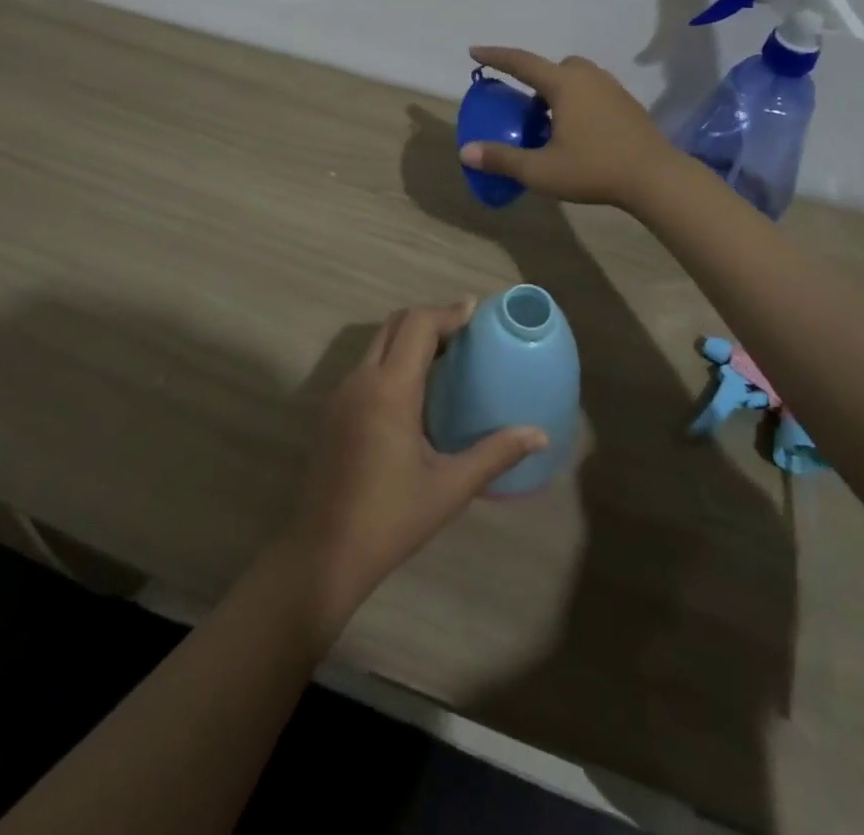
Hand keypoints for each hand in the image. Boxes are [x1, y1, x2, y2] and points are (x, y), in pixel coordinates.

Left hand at [281, 303, 546, 624]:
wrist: (323, 553)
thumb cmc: (391, 519)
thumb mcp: (450, 487)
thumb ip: (495, 454)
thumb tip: (540, 434)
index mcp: (390, 390)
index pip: (418, 325)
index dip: (448, 312)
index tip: (476, 310)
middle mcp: (361, 380)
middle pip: (394, 325)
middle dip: (430, 319)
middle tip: (465, 331)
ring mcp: (341, 394)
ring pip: (377, 344)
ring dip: (409, 338)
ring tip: (446, 356)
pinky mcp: (333, 412)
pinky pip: (367, 367)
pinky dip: (393, 359)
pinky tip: (416, 390)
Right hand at [459, 46, 675, 209]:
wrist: (655, 178)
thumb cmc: (594, 169)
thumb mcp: (540, 170)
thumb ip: (502, 159)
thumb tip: (466, 152)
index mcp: (564, 84)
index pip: (521, 62)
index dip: (496, 56)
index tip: (475, 51)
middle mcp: (589, 78)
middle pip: (555, 66)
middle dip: (536, 78)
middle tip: (526, 107)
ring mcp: (613, 89)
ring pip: (578, 78)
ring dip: (559, 91)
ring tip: (551, 122)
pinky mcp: (628, 106)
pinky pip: (594, 92)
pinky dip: (579, 102)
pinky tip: (579, 133)